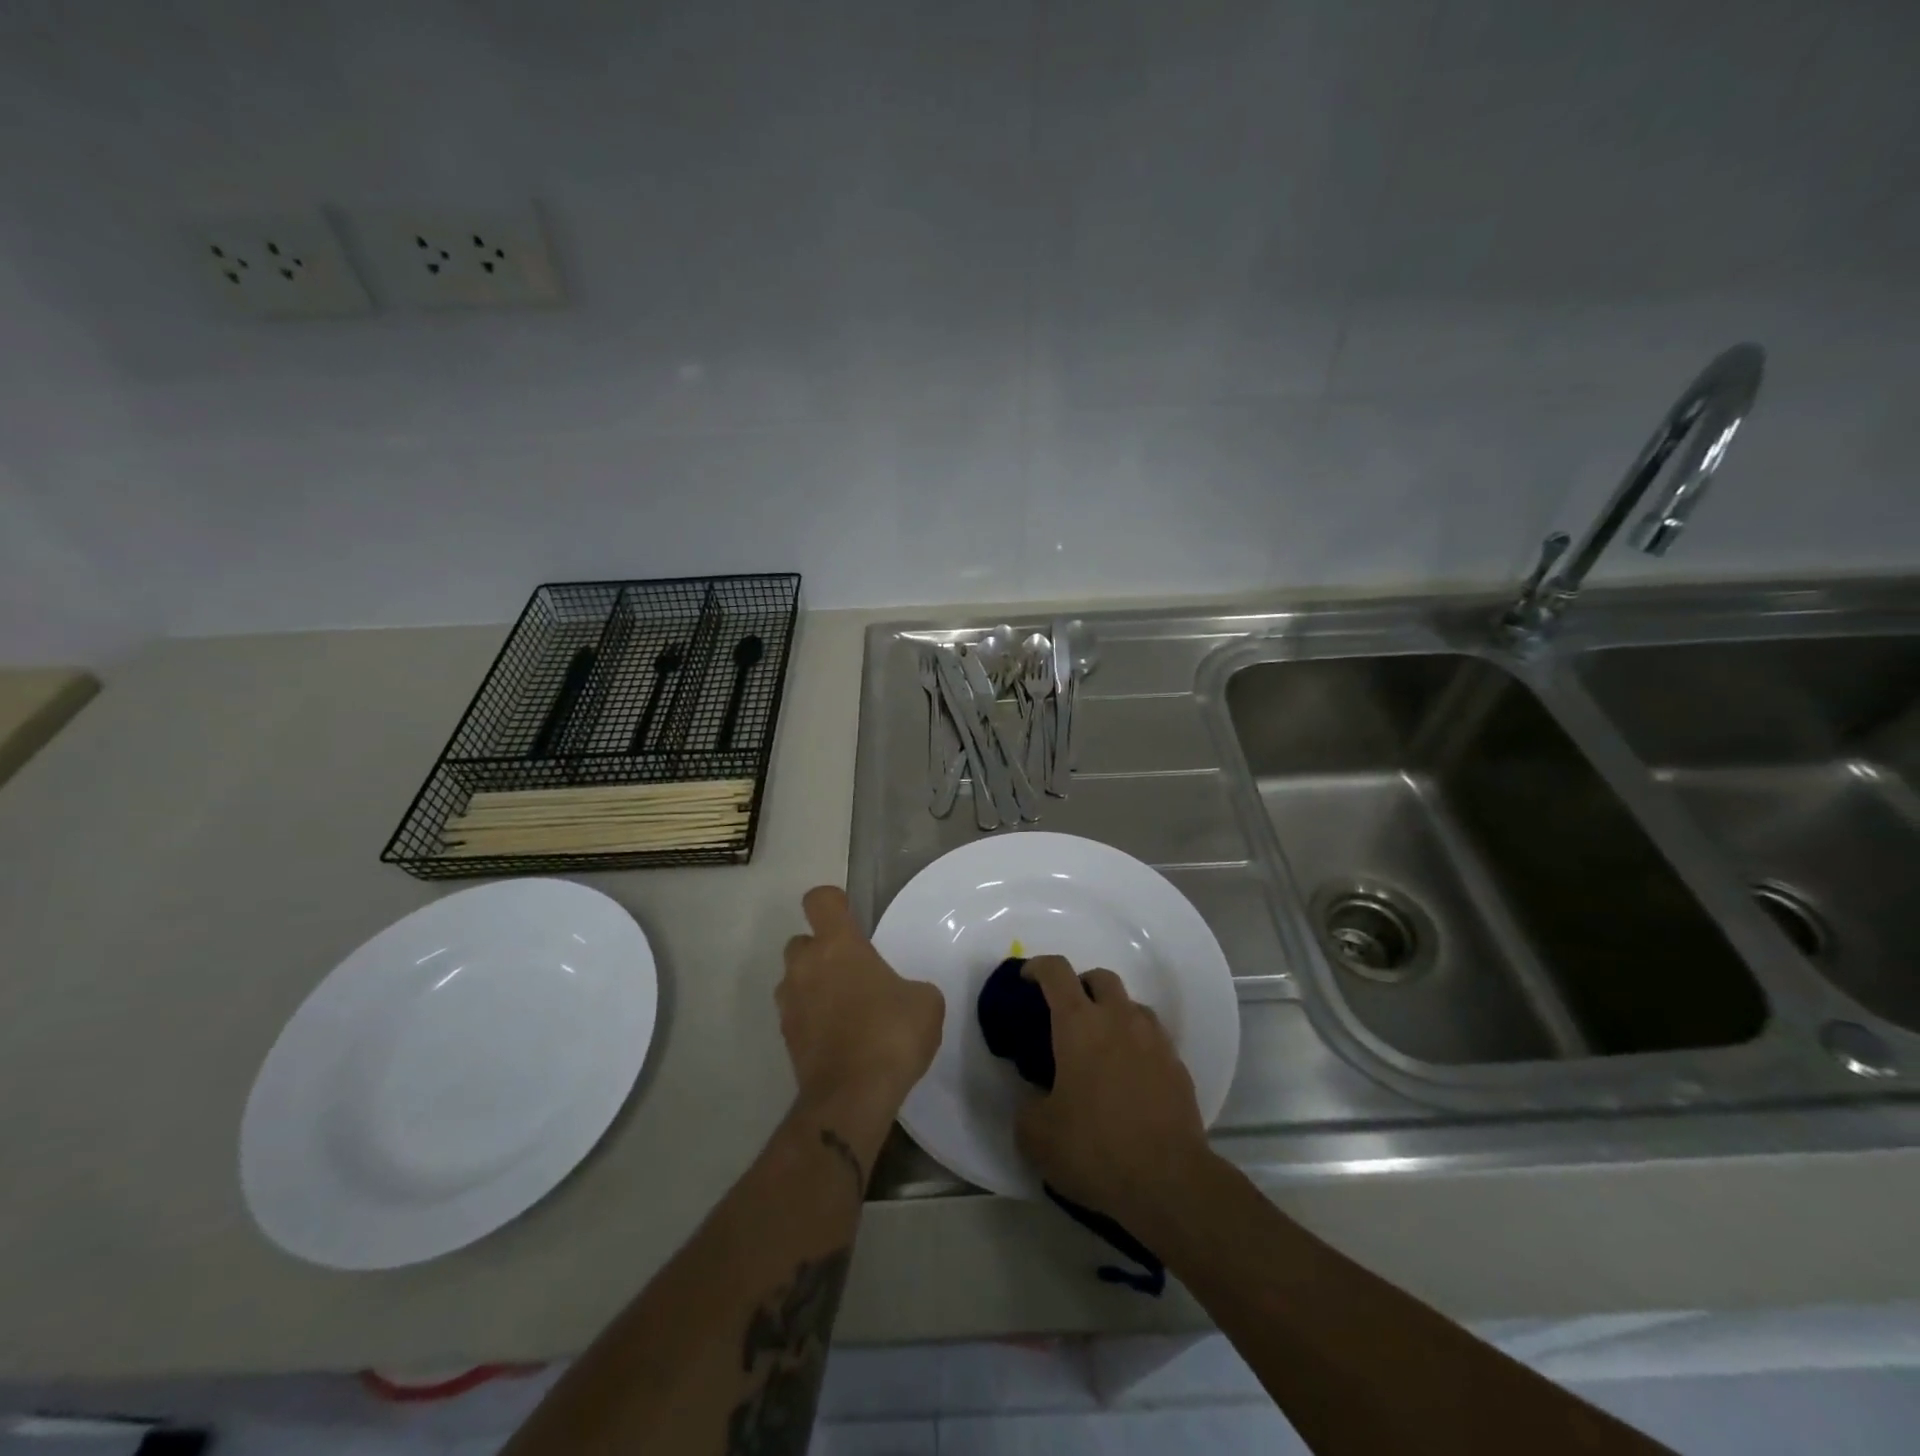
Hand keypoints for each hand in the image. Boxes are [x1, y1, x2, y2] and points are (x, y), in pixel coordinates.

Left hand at [779, 886, 944, 1118]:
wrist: (851, 1098)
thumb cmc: (891, 1034)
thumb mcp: (925, 1002)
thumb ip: (909, 986)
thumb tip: (902, 995)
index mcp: (838, 945)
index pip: (820, 900)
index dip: (834, 902)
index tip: (851, 916)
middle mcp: (805, 966)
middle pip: (802, 941)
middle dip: (822, 950)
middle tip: (852, 971)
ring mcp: (790, 1004)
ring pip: (795, 979)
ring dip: (814, 986)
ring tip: (846, 1008)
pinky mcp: (786, 1039)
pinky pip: (798, 1014)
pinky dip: (813, 1019)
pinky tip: (841, 1038)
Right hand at [1015, 956, 1210, 1231]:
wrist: (1169, 1181)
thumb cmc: (1095, 1149)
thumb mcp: (1036, 1135)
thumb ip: (1027, 1106)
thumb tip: (1035, 1098)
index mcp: (1079, 1024)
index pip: (1056, 972)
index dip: (1037, 967)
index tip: (1025, 978)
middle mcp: (1119, 1019)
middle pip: (1100, 978)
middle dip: (1080, 985)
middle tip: (1066, 1015)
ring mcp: (1154, 1040)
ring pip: (1131, 1005)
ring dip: (1112, 1013)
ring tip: (1100, 1047)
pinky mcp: (1178, 1066)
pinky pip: (1152, 1039)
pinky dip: (1136, 1045)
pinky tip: (1128, 1077)